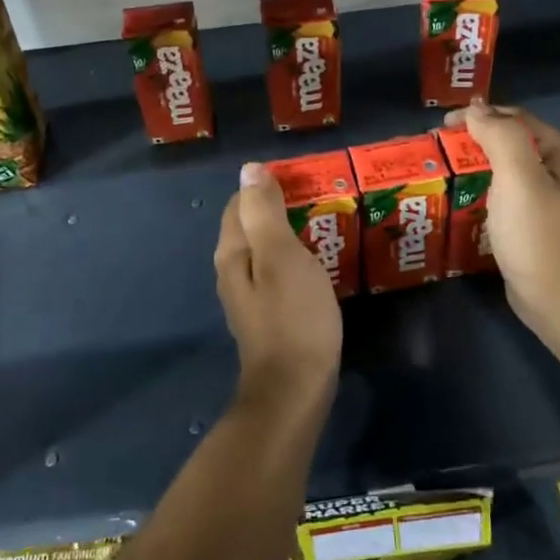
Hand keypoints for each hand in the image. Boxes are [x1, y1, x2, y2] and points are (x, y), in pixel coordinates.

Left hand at [215, 162, 342, 406]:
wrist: (294, 389)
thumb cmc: (292, 317)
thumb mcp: (281, 256)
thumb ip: (263, 212)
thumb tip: (249, 169)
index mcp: (232, 252)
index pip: (240, 203)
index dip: (268, 186)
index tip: (304, 180)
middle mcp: (233, 270)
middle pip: (252, 226)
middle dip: (282, 208)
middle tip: (323, 200)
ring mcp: (250, 296)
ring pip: (267, 250)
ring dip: (292, 234)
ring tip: (328, 226)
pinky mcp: (269, 315)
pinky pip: (280, 274)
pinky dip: (297, 260)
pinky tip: (320, 264)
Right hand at [445, 101, 559, 346]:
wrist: (559, 301)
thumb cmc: (538, 236)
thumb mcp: (519, 178)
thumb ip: (499, 137)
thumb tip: (476, 109)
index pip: (516, 118)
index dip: (480, 115)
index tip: (442, 126)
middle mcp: (558, 171)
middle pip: (511, 142)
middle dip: (474, 140)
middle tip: (438, 149)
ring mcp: (547, 200)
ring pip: (505, 169)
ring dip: (475, 165)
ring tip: (443, 170)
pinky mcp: (532, 224)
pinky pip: (503, 195)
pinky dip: (481, 189)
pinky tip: (461, 198)